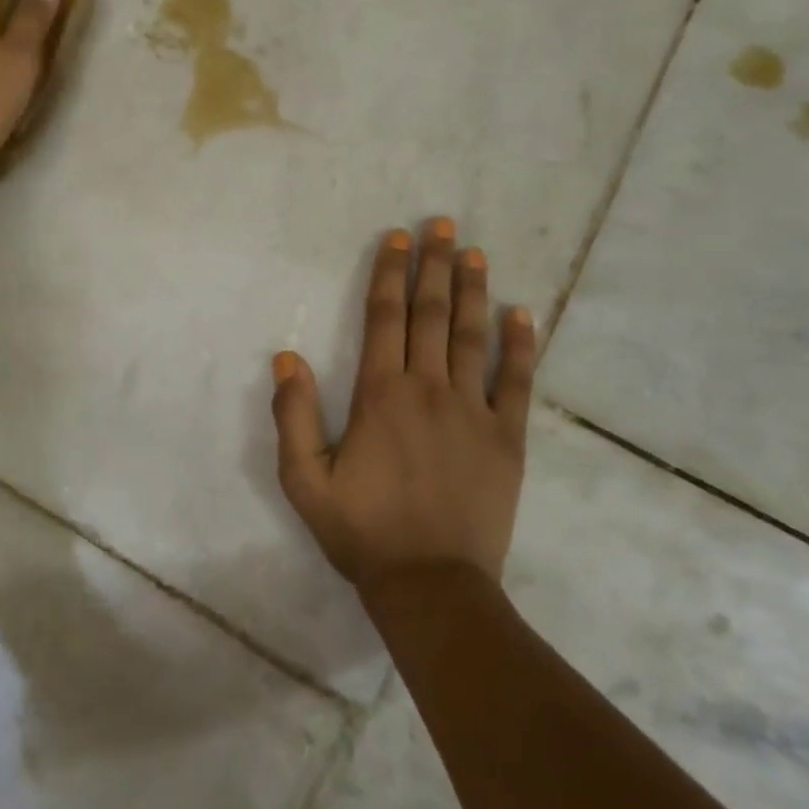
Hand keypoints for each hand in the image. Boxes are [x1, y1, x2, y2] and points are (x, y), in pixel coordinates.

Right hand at [270, 219, 537, 590]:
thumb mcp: (304, 480)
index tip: (398, 239)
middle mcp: (429, 390)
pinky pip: (517, 381)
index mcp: (380, 396)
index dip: (390, 274)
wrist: (431, 584)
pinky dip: (520, 344)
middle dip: (435, 265)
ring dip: (472, 291)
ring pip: (472, 336)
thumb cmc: (362, 531)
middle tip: (443, 225)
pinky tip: (521, 312)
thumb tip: (287, 358)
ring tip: (474, 253)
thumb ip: (292, 416)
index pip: (385, 319)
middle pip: (431, 314)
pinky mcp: (507, 437)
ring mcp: (474, 411)